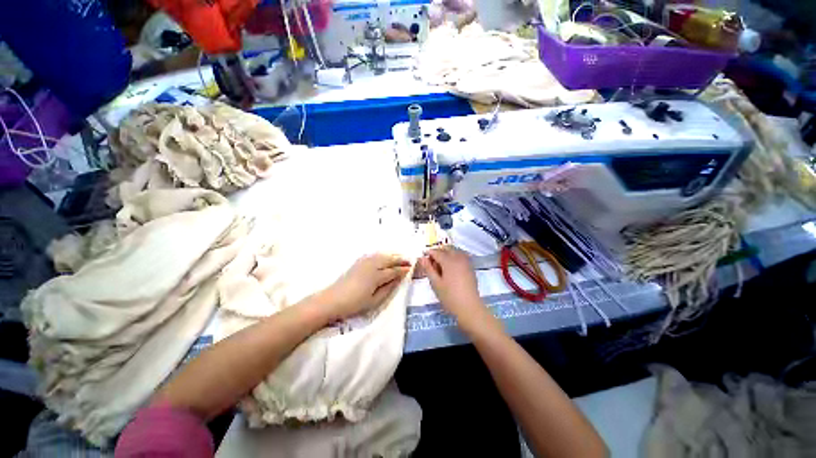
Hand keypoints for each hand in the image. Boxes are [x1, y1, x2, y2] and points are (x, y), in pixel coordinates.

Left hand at [319, 254, 411, 319]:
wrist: (332, 299)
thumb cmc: (354, 304)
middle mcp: (372, 265)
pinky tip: (386, 256)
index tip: (411, 268)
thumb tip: (399, 279)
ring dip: (393, 255)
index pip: (394, 270)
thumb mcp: (374, 300)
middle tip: (410, 260)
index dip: (403, 269)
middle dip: (400, 259)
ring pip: (383, 255)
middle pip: (389, 259)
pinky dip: (383, 254)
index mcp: (376, 276)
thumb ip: (388, 288)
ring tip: (401, 257)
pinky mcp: (359, 261)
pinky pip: (375, 254)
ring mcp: (364, 262)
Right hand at [419, 246, 487, 328]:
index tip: (423, 259)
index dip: (428, 253)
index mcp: (449, 261)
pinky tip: (450, 267)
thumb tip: (422, 257)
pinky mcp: (470, 267)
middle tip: (431, 263)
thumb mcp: (435, 283)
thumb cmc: (450, 297)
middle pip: (446, 248)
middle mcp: (458, 257)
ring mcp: (466, 261)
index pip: (436, 252)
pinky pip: (461, 255)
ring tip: (441, 265)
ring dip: (446, 253)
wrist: (469, 308)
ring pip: (455, 250)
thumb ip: (428, 268)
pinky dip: (454, 256)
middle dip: (438, 252)